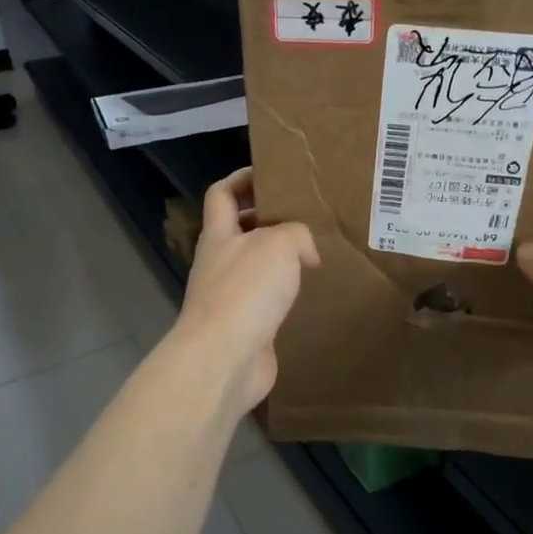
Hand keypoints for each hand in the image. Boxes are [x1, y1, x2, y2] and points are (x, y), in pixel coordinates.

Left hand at [174, 168, 319, 415]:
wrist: (224, 359)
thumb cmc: (246, 291)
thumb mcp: (279, 244)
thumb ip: (296, 234)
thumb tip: (305, 252)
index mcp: (219, 235)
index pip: (222, 194)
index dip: (241, 178)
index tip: (270, 174)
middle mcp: (219, 262)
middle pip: (239, 230)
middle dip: (268, 220)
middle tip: (304, 217)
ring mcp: (228, 297)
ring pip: (254, 267)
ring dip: (279, 260)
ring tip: (314, 255)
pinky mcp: (243, 326)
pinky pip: (265, 301)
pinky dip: (284, 294)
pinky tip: (307, 295)